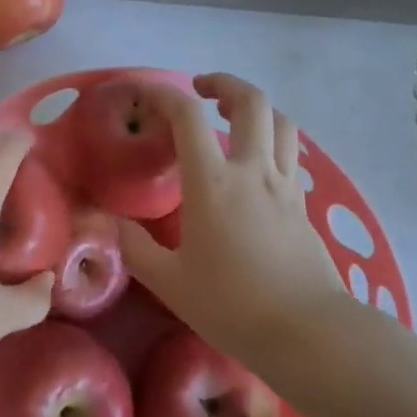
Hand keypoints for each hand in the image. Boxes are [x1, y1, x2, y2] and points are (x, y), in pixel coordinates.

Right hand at [118, 73, 357, 361]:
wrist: (307, 333)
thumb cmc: (232, 306)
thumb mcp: (170, 282)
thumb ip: (135, 248)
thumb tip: (109, 224)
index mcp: (213, 182)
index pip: (187, 115)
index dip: (162, 93)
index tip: (141, 93)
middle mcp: (253, 171)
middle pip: (250, 101)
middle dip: (224, 83)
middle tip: (201, 91)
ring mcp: (285, 185)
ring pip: (281, 122)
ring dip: (255, 108)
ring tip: (233, 118)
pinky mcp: (303, 204)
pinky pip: (291, 153)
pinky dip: (272, 141)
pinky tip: (256, 163)